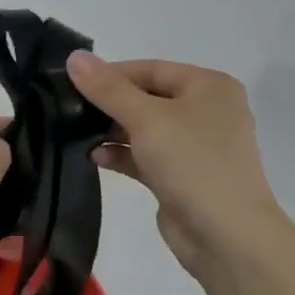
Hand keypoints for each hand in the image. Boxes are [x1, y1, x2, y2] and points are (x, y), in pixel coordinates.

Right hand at [67, 53, 288, 283]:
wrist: (227, 237)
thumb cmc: (193, 163)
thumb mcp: (147, 119)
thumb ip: (108, 89)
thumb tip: (74, 57)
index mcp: (208, 86)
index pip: (151, 69)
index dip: (111, 74)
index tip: (72, 82)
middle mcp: (205, 111)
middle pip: (147, 97)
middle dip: (109, 104)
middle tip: (68, 108)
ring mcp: (194, 146)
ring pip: (144, 128)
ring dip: (112, 130)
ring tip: (76, 133)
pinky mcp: (181, 176)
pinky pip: (146, 155)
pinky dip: (122, 154)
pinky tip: (95, 157)